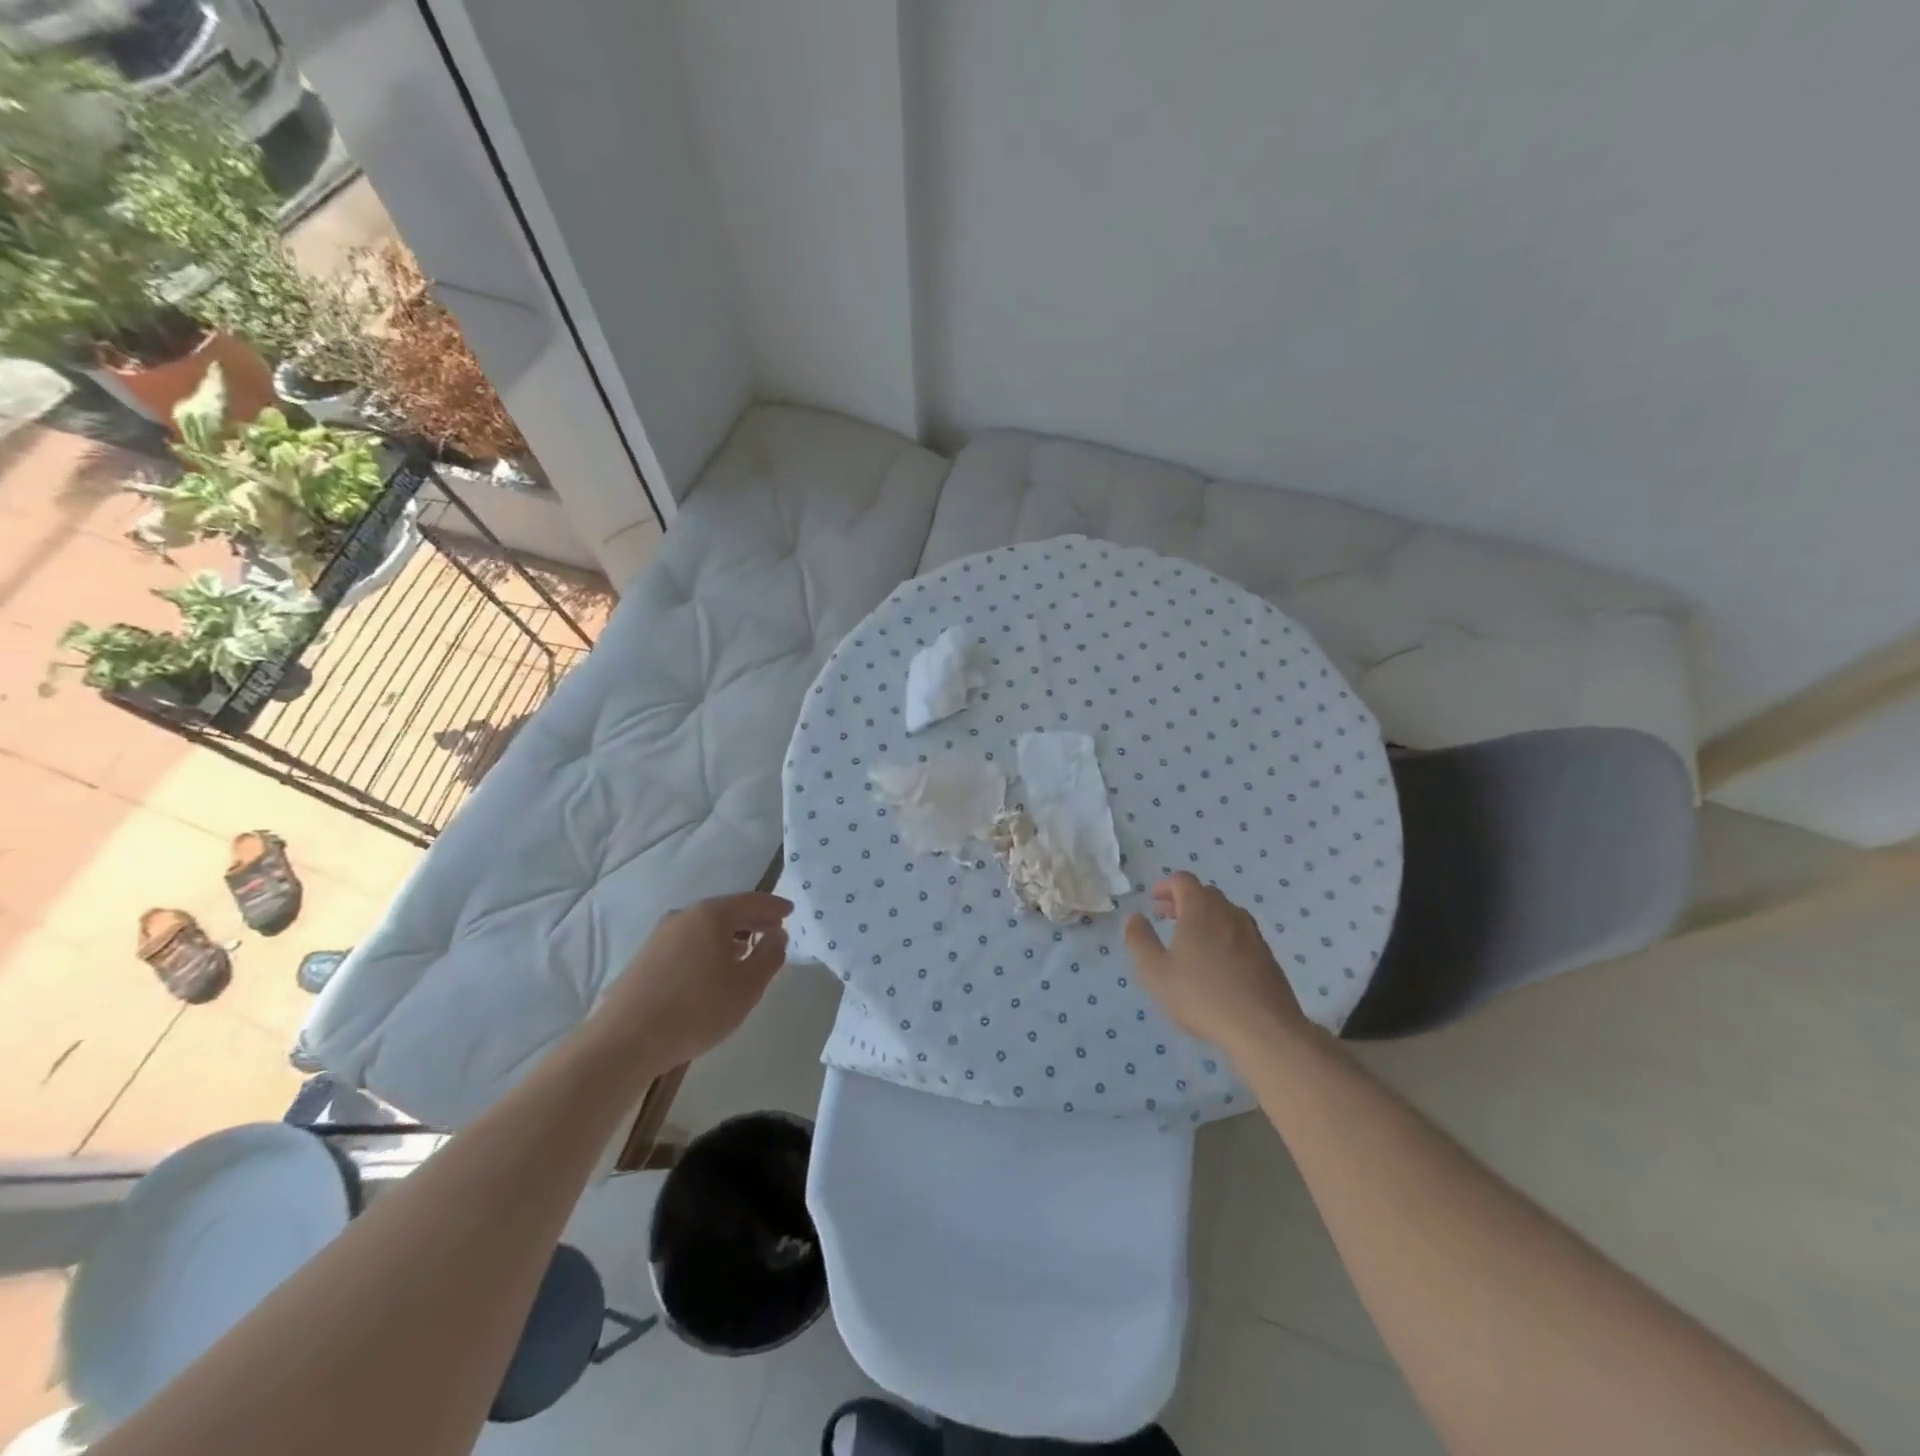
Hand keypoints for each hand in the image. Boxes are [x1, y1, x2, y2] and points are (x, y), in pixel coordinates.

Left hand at [594, 893, 791, 1068]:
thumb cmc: (697, 1008)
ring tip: (745, 953)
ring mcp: (661, 936)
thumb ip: (770, 955)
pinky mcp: (646, 958)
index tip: (790, 911)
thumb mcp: (748, 985)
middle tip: (773, 931)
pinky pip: (688, 943)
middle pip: (727, 911)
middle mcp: (684, 916)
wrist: (625, 1041)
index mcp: (711, 915)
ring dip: (729, 936)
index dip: (774, 906)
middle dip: (752, 920)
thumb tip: (777, 934)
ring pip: (705, 928)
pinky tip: (712, 970)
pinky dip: (708, 948)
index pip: (751, 901)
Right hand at [1123, 872, 1309, 1056]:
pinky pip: (1240, 933)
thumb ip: (1139, 940)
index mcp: (1201, 909)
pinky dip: (1223, 935)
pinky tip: (1217, 963)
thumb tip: (1133, 917)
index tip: (1153, 901)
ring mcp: (1252, 933)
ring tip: (1191, 941)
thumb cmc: (1202, 996)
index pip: (1183, 880)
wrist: (1264, 1029)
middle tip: (1167, 919)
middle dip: (1183, 901)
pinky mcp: (1267, 955)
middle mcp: (1229, 913)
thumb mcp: (1156, 971)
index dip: (1165, 886)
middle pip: (1205, 894)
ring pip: (1225, 913)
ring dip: (1205, 917)